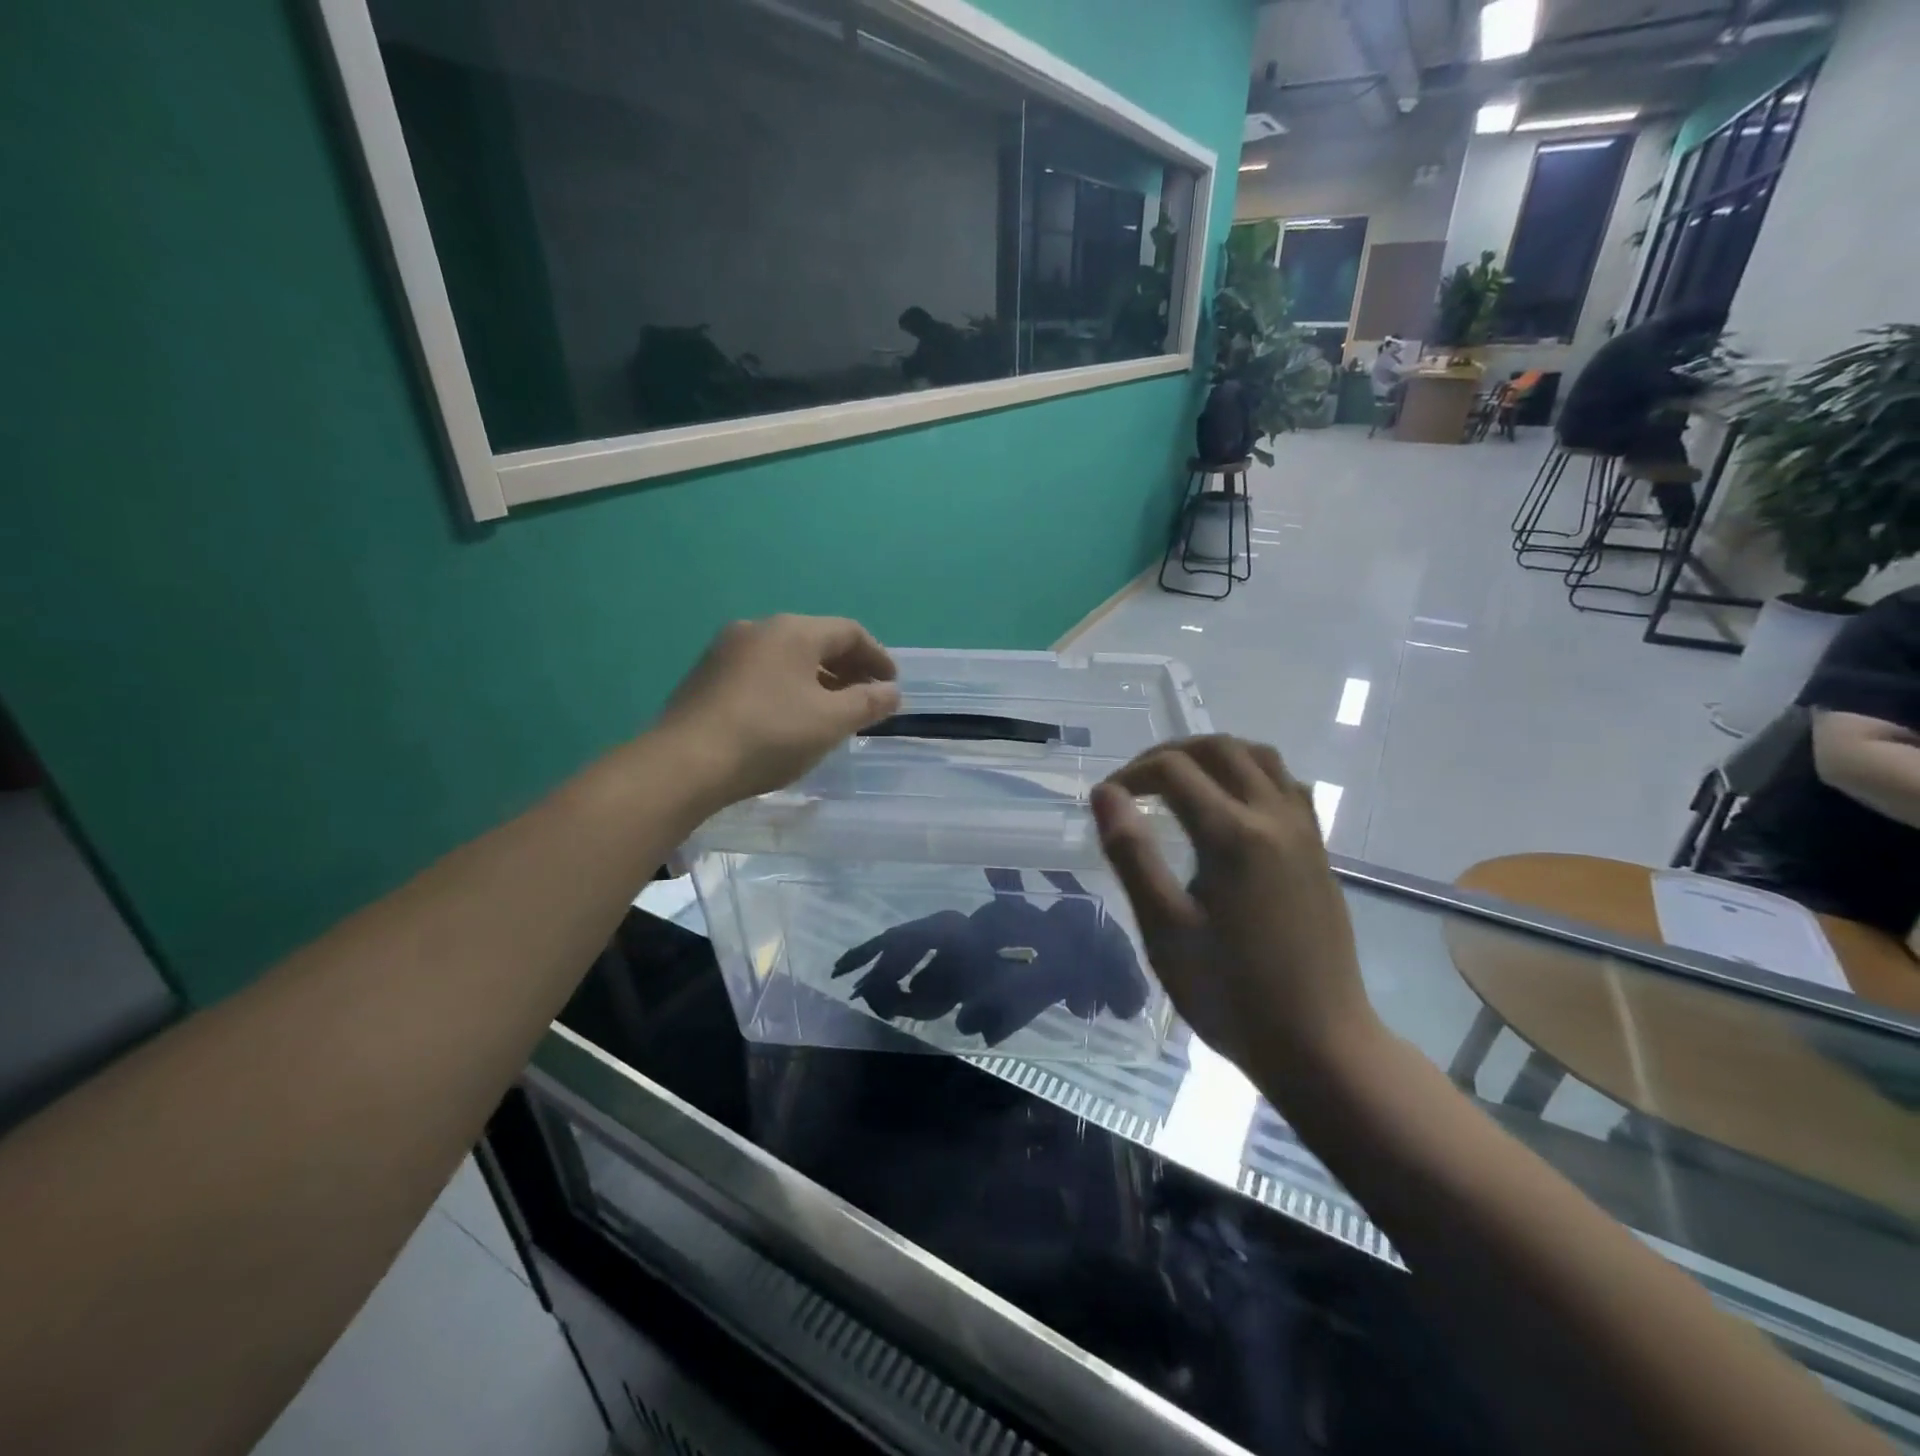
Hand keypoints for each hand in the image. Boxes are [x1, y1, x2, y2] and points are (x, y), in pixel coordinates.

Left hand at [654, 615, 900, 806]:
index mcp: (793, 631)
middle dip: (848, 669)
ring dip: (817, 679)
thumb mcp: (831, 722)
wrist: (685, 763)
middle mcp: (758, 628)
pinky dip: (787, 687)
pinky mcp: (706, 675)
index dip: (878, 657)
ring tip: (831, 711)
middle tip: (866, 699)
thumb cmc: (770, 735)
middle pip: (816, 641)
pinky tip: (789, 717)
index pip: (849, 632)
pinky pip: (761, 672)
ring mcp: (726, 650)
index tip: (892, 686)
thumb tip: (892, 692)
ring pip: (786, 657)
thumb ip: (868, 703)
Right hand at [1089, 736, 1378, 1080]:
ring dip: (1214, 756)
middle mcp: (1274, 817)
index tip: (1106, 802)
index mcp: (1233, 835)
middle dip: (1170, 753)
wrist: (1320, 1044)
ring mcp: (1304, 832)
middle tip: (1136, 783)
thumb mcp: (1164, 928)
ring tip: (1180, 782)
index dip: (1131, 775)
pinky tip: (1231, 807)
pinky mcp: (1319, 851)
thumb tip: (1106, 794)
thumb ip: (1132, 854)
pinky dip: (1251, 774)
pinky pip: (1287, 784)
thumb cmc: (1230, 993)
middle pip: (1220, 748)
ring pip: (1261, 757)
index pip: (1173, 770)